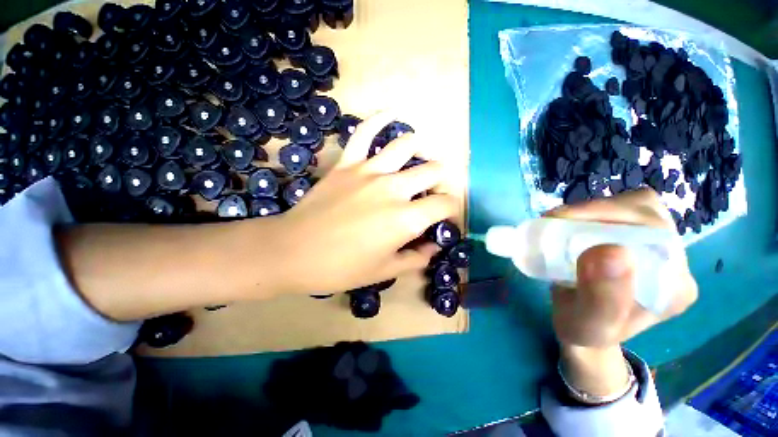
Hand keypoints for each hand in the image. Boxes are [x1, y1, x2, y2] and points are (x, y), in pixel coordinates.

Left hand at [270, 112, 458, 295]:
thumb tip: (433, 247)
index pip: (445, 204)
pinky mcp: (347, 163)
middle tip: (432, 194)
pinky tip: (391, 113)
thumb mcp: (385, 271)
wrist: (293, 252)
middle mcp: (394, 188)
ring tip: (418, 162)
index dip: (452, 211)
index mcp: (405, 219)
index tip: (445, 219)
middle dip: (440, 181)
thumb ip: (415, 258)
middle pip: (433, 170)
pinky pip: (365, 132)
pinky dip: (380, 119)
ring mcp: (369, 171)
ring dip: (420, 152)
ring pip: (407, 146)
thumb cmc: (341, 267)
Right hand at [545, 188, 697, 395]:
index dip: (609, 215)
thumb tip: (610, 250)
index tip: (562, 220)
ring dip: (594, 209)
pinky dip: (591, 212)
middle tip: (556, 220)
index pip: (654, 232)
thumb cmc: (584, 330)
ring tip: (562, 221)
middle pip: (646, 213)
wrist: (583, 328)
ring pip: (634, 207)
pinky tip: (572, 224)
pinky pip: (620, 213)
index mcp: (673, 285)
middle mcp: (672, 261)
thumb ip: (602, 297)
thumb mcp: (588, 324)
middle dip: (598, 210)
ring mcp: (654, 248)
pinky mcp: (634, 241)